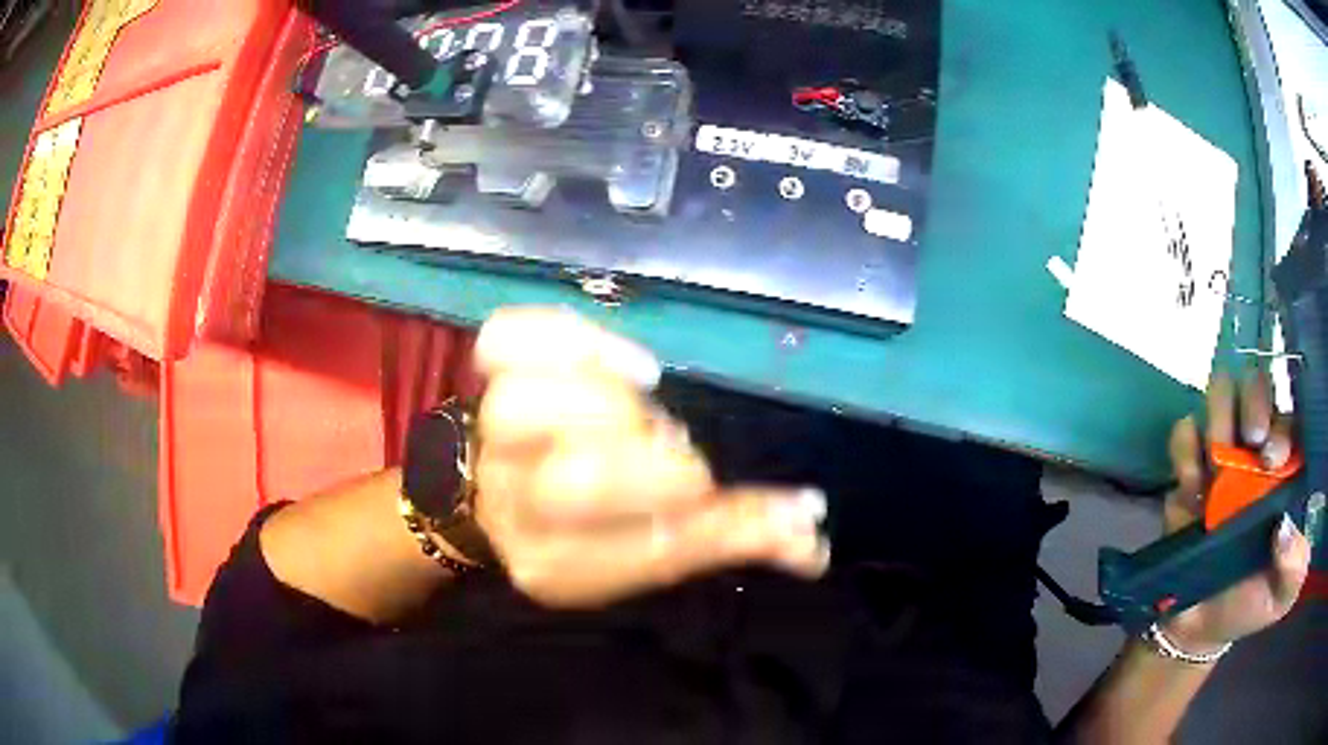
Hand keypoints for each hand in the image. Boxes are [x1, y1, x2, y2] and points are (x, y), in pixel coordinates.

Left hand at [469, 308, 829, 608]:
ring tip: (648, 394)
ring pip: (524, 409)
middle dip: (651, 465)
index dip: (719, 525)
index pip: (649, 553)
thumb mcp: (654, 544)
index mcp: (560, 568)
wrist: (501, 489)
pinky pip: (503, 342)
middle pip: (574, 482)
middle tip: (682, 447)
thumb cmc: (589, 522)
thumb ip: (731, 534)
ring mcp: (490, 441)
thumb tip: (809, 531)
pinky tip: (619, 357)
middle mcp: (512, 510)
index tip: (773, 504)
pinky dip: (567, 337)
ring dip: (604, 400)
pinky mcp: (485, 380)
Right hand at [1160, 371, 1312, 652]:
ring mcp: (1223, 456)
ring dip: (1219, 413)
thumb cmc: (1251, 603)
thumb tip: (1285, 528)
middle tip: (1250, 439)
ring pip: (1222, 393)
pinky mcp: (1188, 470)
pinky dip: (1185, 446)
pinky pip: (1184, 432)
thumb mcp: (1282, 596)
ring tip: (1216, 460)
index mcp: (1287, 468)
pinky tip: (1190, 483)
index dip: (1283, 424)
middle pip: (1257, 386)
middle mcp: (1258, 450)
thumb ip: (1294, 567)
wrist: (1198, 628)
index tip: (1271, 459)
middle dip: (1254, 400)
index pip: (1290, 418)